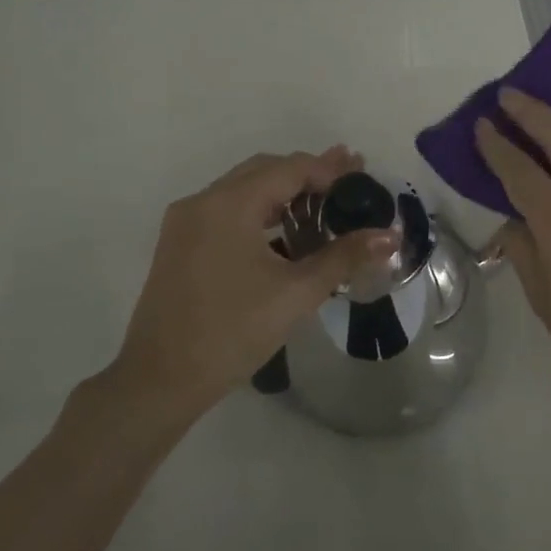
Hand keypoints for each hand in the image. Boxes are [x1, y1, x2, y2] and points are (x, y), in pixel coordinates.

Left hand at [109, 148, 396, 416]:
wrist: (160, 380)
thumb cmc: (232, 332)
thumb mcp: (296, 293)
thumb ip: (344, 257)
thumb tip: (390, 237)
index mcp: (228, 205)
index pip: (289, 169)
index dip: (329, 169)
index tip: (362, 172)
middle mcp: (202, 202)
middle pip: (264, 171)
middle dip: (308, 173)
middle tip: (349, 179)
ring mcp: (185, 223)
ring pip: (243, 190)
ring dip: (283, 191)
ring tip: (324, 202)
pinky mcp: (179, 244)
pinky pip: (227, 211)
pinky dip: (260, 211)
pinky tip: (285, 231)